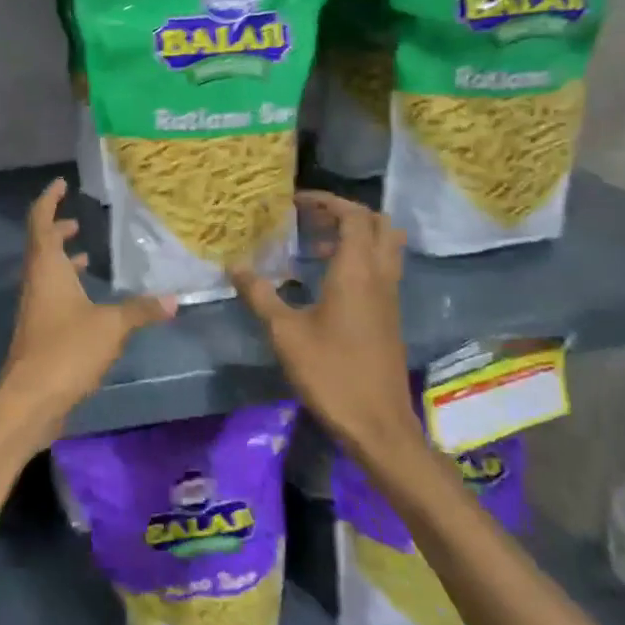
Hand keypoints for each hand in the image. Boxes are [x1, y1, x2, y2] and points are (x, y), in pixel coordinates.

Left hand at [0, 178, 174, 448]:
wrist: (30, 399)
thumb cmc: (66, 350)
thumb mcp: (111, 326)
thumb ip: (140, 309)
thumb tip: (174, 299)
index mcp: (46, 268)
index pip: (40, 221)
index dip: (48, 200)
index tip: (61, 184)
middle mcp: (35, 281)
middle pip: (40, 245)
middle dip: (57, 229)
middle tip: (78, 221)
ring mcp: (34, 307)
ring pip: (45, 272)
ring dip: (62, 259)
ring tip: (87, 255)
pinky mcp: (39, 330)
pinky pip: (51, 295)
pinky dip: (67, 286)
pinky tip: (89, 299)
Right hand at [232, 192, 421, 461]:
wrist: (377, 423)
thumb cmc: (330, 372)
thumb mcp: (285, 333)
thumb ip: (260, 295)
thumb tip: (235, 266)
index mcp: (356, 272)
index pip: (353, 216)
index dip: (326, 201)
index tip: (295, 202)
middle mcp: (379, 276)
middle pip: (379, 224)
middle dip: (346, 213)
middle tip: (310, 219)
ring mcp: (389, 297)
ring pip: (385, 247)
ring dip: (356, 236)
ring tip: (315, 246)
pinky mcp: (389, 315)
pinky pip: (381, 269)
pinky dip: (359, 259)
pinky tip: (326, 280)